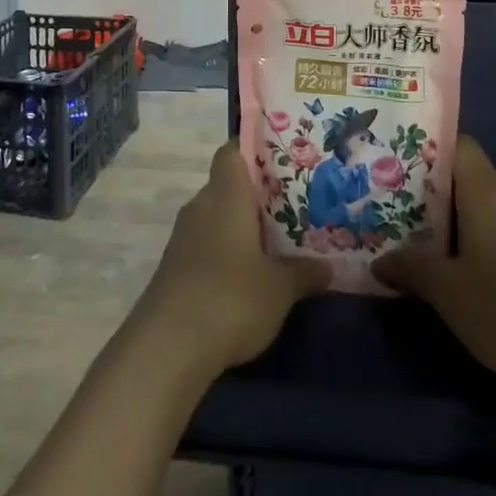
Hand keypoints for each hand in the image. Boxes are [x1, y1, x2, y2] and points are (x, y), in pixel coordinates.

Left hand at [134, 143, 329, 378]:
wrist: (167, 347)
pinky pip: (206, 244)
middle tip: (292, 205)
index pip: (232, 151)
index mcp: (227, 194)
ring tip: (276, 241)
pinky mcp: (174, 267)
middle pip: (228, 185)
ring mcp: (183, 237)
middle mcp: (201, 205)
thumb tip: (329, 266)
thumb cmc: (231, 298)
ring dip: (241, 226)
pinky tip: (248, 274)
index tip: (282, 160)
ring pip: (217, 216)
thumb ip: (304, 272)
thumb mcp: (280, 289)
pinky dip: (225, 252)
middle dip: (256, 195)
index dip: (254, 149)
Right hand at [373, 137, 495, 406]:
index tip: (398, 168)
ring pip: (489, 209)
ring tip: (427, 247)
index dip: (428, 151)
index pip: (459, 145)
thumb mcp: (445, 292)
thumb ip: (408, 267)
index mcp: (489, 192)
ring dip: (460, 224)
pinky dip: (484, 243)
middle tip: (400, 214)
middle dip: (436, 195)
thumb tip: (378, 261)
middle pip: (470, 179)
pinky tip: (467, 274)